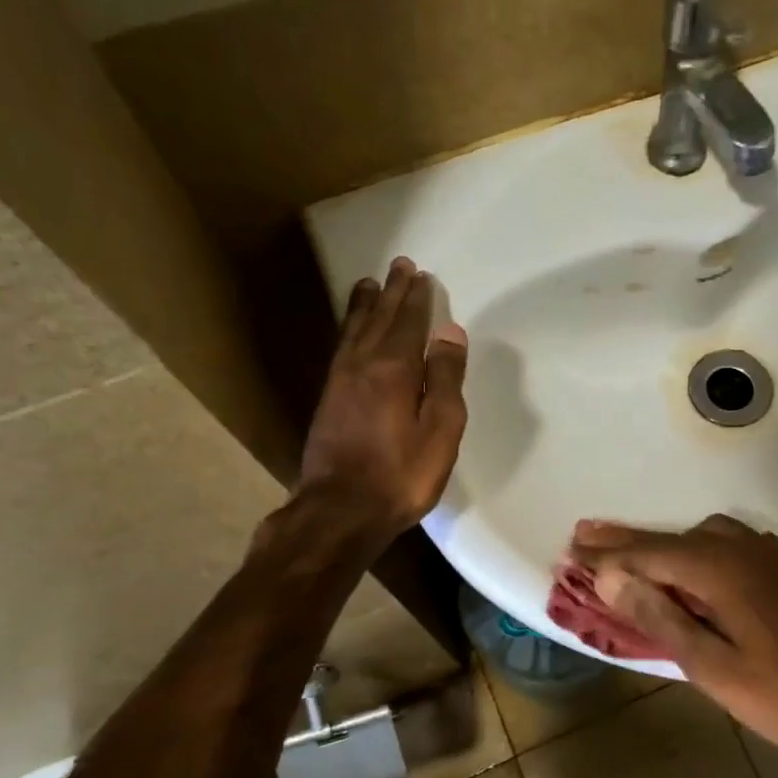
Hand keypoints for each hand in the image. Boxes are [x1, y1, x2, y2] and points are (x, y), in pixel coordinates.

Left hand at [296, 257, 468, 545]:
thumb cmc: (401, 474)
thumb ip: (446, 379)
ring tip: (368, 284)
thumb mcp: (440, 430)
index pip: (408, 322)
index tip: (421, 275)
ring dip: (365, 306)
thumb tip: (450, 333)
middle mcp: (362, 365)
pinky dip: (350, 329)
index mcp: (394, 369)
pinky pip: (342, 348)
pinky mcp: (328, 400)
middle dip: (391, 292)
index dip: (416, 298)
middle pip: (379, 319)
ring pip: (354, 331)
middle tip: (399, 266)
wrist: (340, 510)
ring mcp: (340, 381)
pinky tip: (352, 332)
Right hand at [571, 515, 777, 759]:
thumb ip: (659, 617)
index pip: (648, 554)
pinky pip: (724, 542)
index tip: (571, 552)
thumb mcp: (709, 666)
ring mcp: (765, 551)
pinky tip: (686, 564)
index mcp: (719, 568)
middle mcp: (740, 546)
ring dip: (660, 544)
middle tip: (583, 535)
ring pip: (697, 537)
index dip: (607, 556)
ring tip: (625, 553)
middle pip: (669, 539)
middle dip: (625, 541)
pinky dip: (693, 548)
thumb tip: (611, 579)